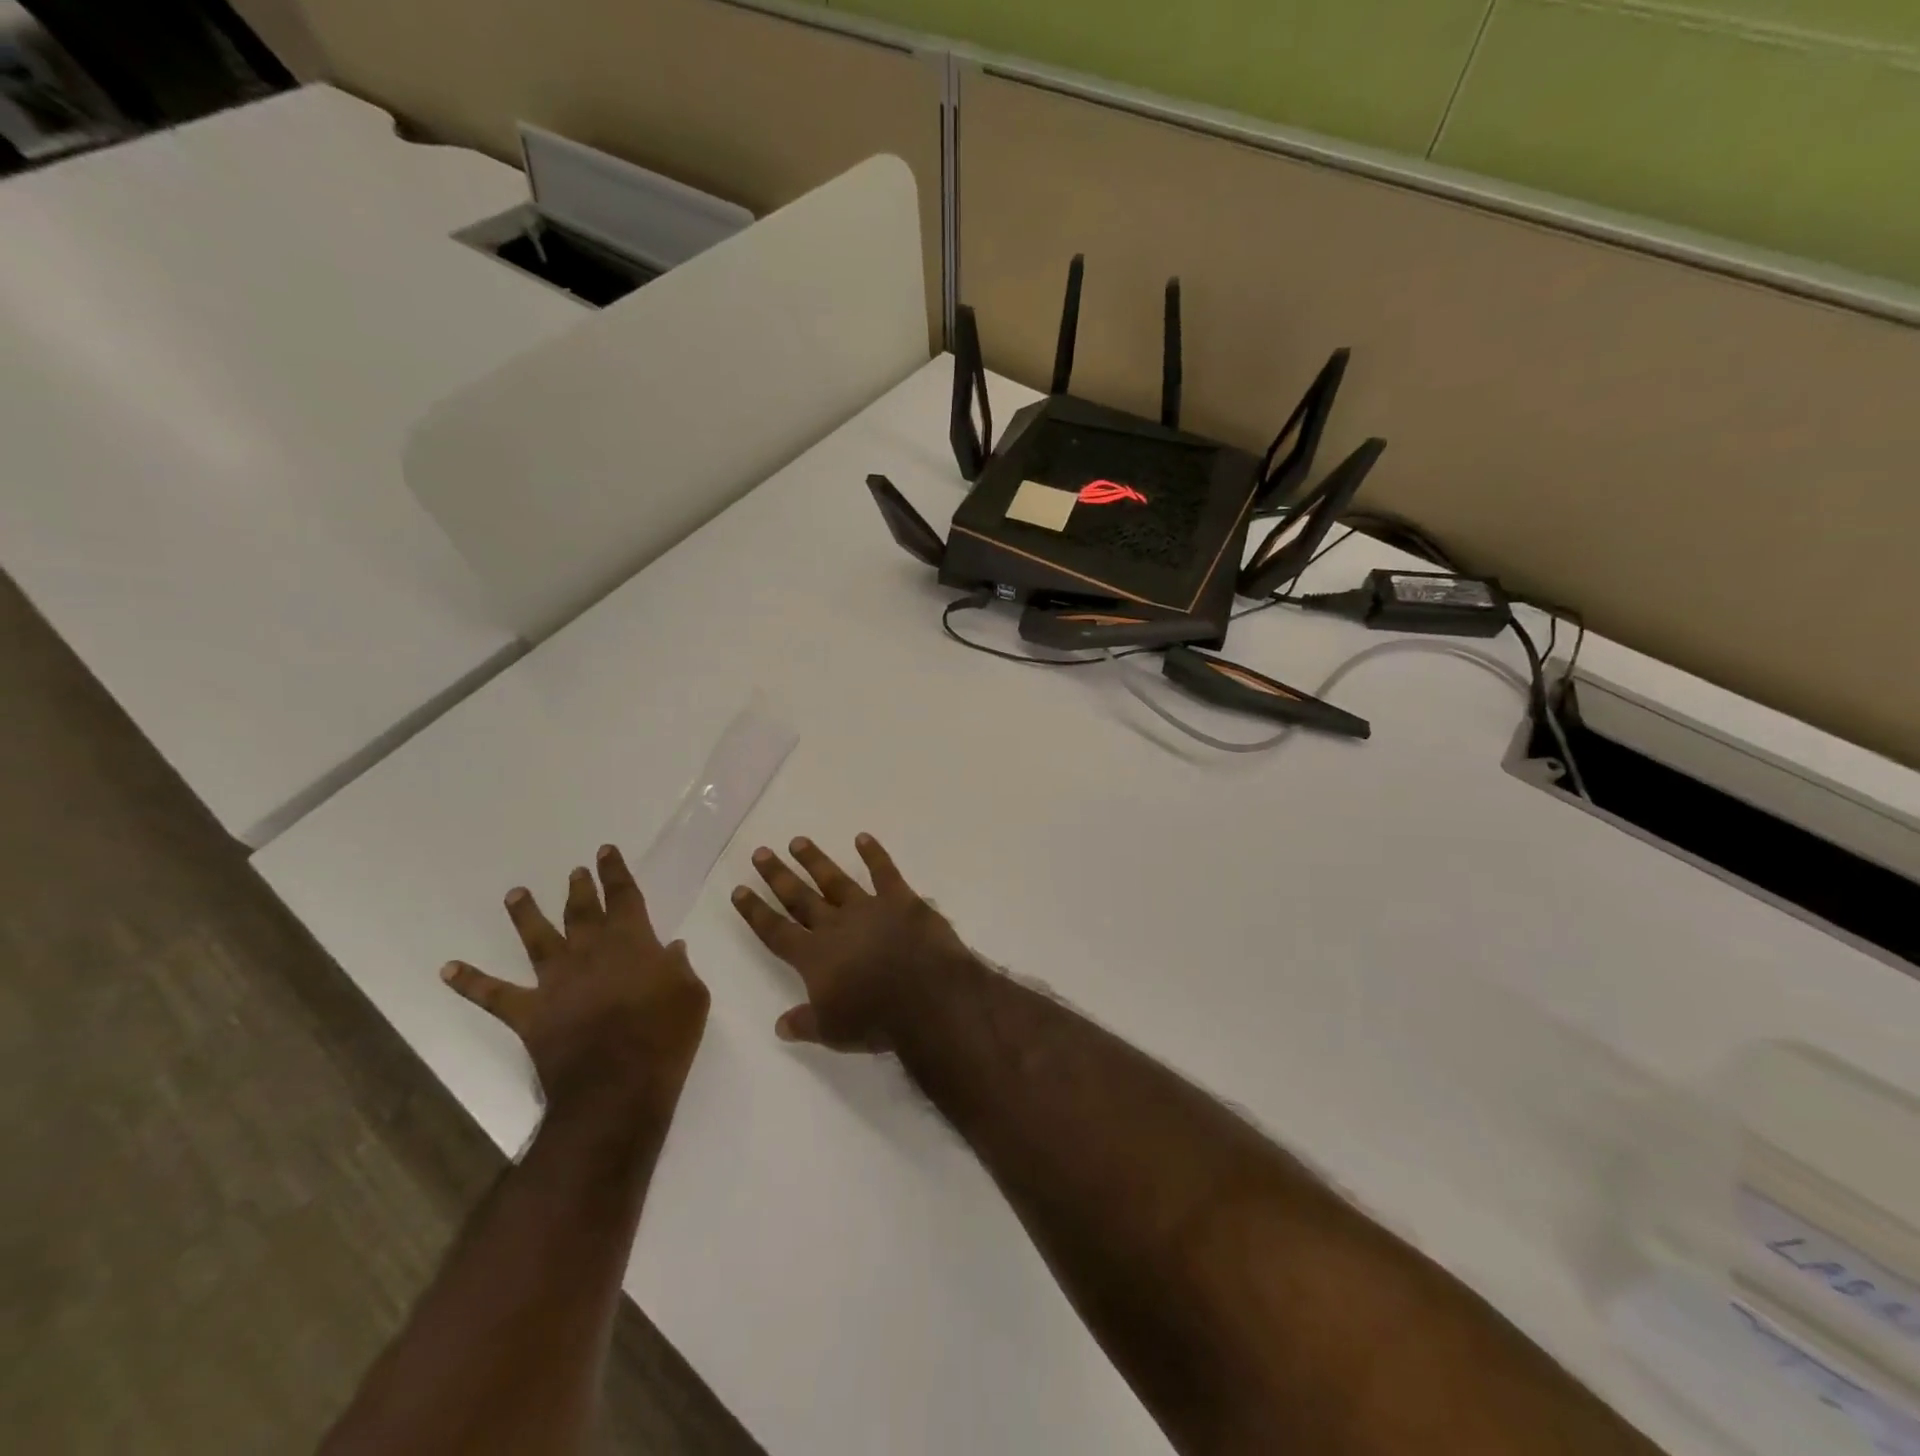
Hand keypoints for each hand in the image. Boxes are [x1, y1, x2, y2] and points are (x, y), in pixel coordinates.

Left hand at [443, 844, 709, 1119]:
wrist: (616, 1086)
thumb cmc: (665, 1036)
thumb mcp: (692, 996)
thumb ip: (680, 968)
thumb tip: (671, 949)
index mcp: (633, 942)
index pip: (624, 897)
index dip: (616, 873)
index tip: (605, 852)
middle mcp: (590, 952)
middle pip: (582, 911)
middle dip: (580, 888)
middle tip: (575, 871)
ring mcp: (556, 981)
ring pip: (538, 939)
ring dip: (526, 914)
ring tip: (516, 894)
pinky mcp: (531, 1013)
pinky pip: (494, 995)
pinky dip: (470, 982)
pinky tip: (448, 969)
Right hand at [731, 833, 972, 1050]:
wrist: (927, 997)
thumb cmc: (877, 1020)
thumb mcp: (834, 1033)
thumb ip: (805, 1024)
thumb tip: (779, 1025)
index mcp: (814, 957)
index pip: (776, 931)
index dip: (756, 911)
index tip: (739, 889)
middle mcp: (836, 926)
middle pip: (800, 897)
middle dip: (778, 876)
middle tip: (761, 852)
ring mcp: (868, 908)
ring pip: (835, 879)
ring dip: (815, 860)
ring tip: (798, 841)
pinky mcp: (901, 900)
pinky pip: (884, 871)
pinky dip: (874, 854)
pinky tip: (863, 838)